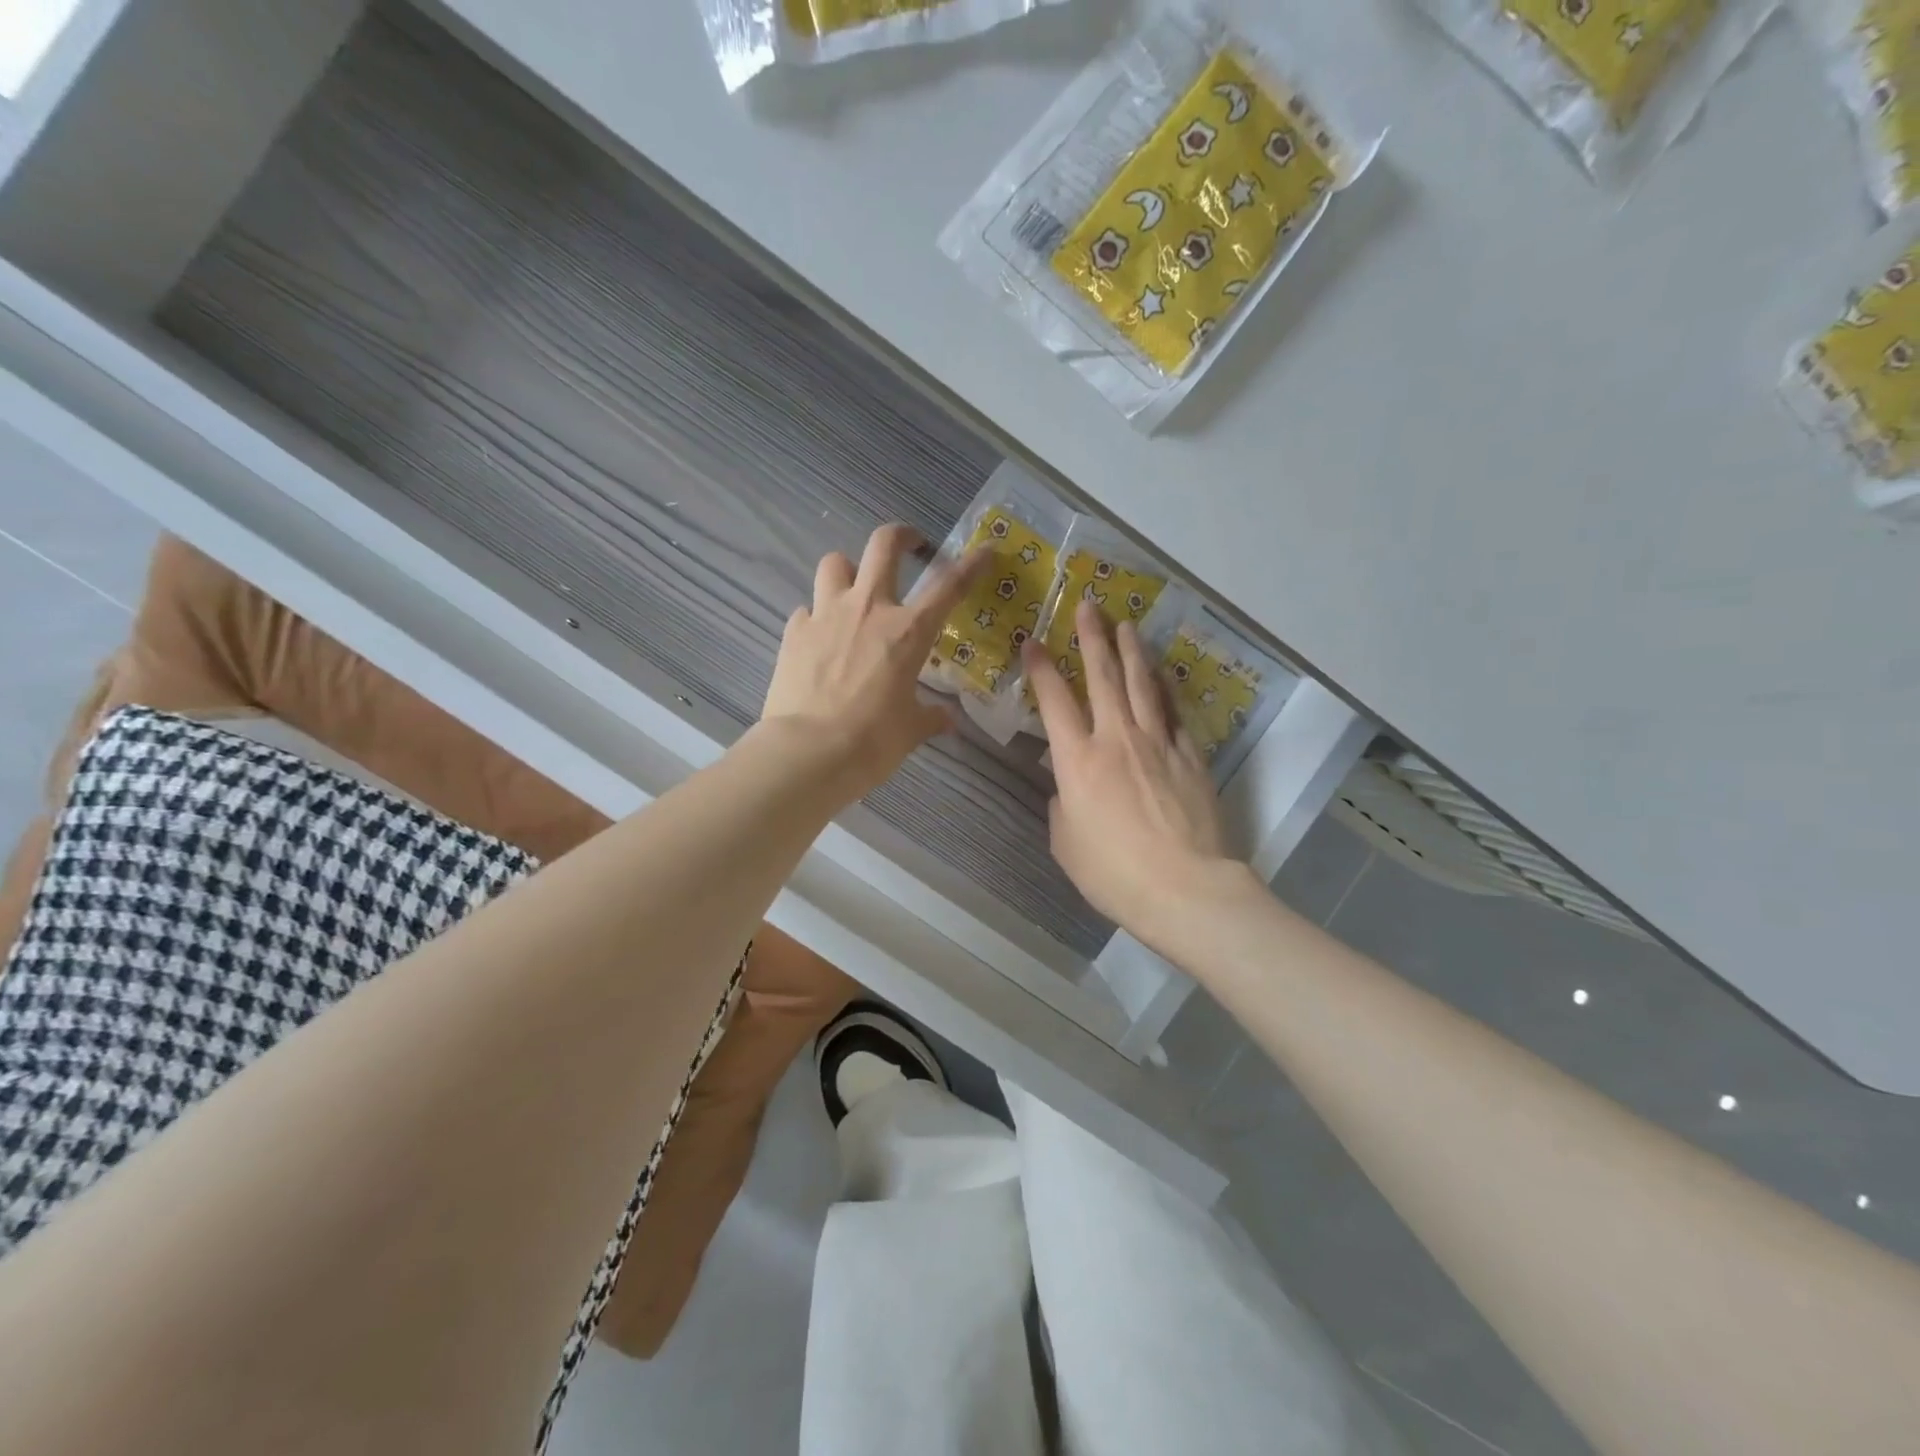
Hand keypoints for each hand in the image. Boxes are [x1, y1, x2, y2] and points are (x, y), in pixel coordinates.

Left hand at [763, 524, 987, 797]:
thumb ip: (930, 718)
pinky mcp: (794, 632)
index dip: (970, 565)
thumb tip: (946, 720)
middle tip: (908, 545)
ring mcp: (826, 615)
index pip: (949, 587)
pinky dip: (816, 617)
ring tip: (852, 591)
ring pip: (834, 562)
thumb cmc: (871, 742)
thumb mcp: (910, 730)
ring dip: (847, 570)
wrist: (808, 753)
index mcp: (908, 632)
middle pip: (883, 545)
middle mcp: (868, 609)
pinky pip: (806, 608)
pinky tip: (819, 639)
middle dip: (900, 536)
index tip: (984, 551)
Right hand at [1024, 602, 1240, 938]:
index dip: (1041, 669)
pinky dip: (1167, 689)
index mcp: (1078, 761)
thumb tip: (1068, 788)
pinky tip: (1164, 675)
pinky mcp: (1191, 756)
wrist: (1185, 888)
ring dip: (1132, 651)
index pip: (1054, 702)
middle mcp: (1117, 739)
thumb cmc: (1114, 873)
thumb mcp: (1067, 844)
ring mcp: (1159, 743)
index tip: (1033, 642)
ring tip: (1127, 624)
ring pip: (1143, 685)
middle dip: (1092, 638)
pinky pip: (1176, 712)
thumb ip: (1063, 806)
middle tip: (1088, 605)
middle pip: (1102, 677)